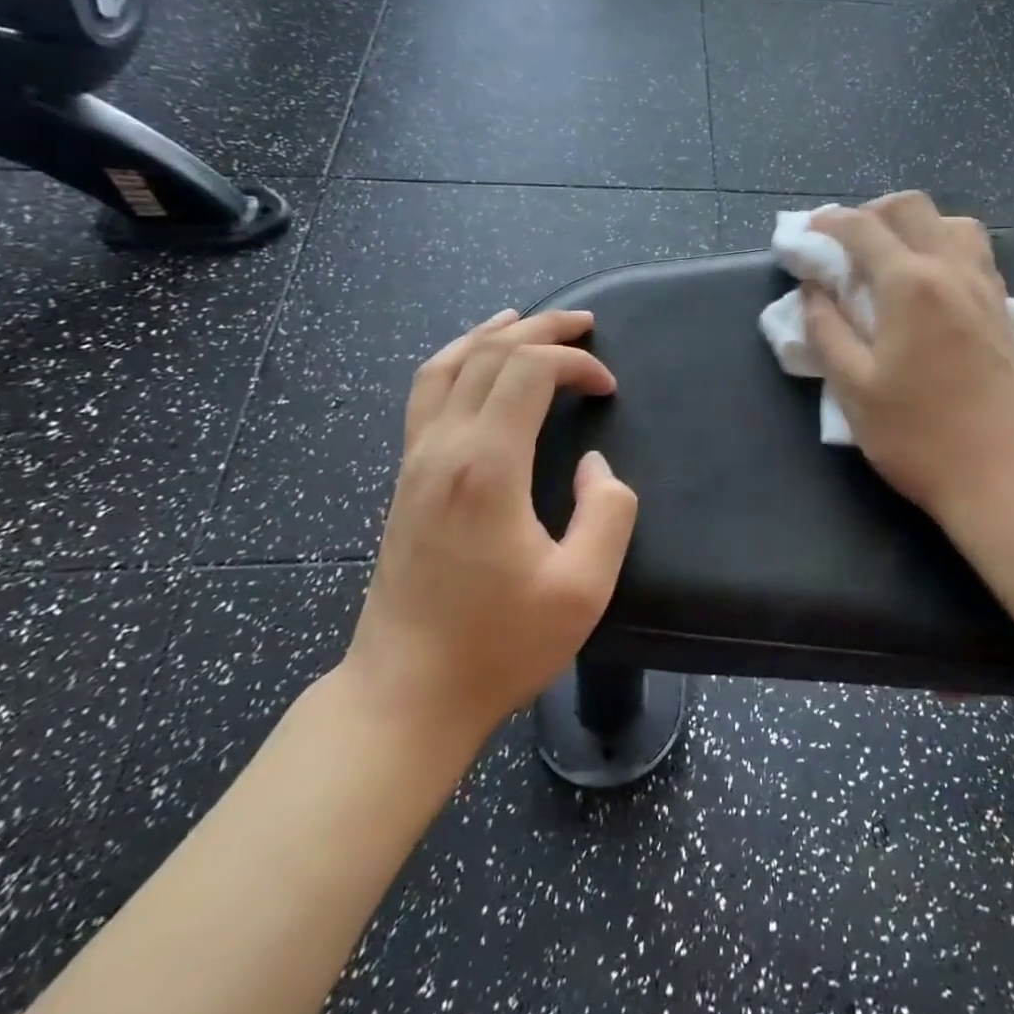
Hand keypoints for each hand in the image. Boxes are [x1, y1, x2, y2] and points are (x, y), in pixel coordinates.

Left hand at [340, 308, 638, 750]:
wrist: (406, 694)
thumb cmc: (499, 645)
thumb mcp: (582, 589)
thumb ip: (607, 514)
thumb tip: (596, 467)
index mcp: (487, 467)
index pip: (529, 371)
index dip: (576, 363)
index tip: (608, 388)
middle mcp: (444, 448)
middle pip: (490, 354)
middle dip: (543, 330)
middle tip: (585, 324)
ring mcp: (416, 460)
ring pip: (447, 365)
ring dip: (492, 334)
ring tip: (527, 320)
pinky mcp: (405, 478)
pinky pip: (426, 394)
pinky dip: (457, 360)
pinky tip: (475, 364)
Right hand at [804, 192, 1013, 525]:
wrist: (1005, 475)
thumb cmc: (919, 435)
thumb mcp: (853, 389)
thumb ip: (826, 330)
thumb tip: (812, 291)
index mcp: (910, 283)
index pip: (863, 228)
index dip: (829, 222)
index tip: (806, 231)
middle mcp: (952, 270)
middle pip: (912, 207)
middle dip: (872, 212)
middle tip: (845, 243)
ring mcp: (984, 287)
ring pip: (952, 223)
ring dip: (915, 225)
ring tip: (889, 258)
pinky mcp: (1002, 309)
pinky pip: (973, 252)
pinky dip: (943, 246)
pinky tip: (928, 283)